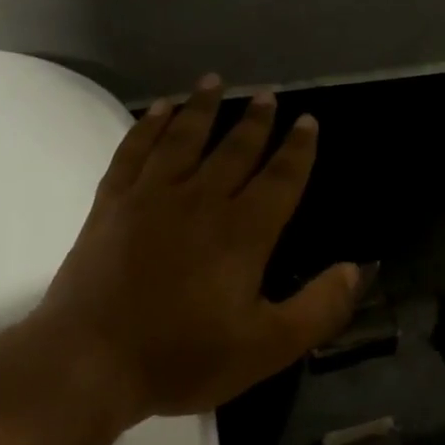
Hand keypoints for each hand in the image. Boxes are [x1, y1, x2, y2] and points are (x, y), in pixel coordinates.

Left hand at [41, 75, 360, 417]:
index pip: (280, 178)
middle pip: (234, 150)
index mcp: (244, 232)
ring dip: (201, 108)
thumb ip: (319, 308)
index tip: (307, 121)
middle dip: (254, 121)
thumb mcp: (268, 346)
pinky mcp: (111, 205)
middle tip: (267, 95)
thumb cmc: (185, 356)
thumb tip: (355, 268)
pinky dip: (147, 127)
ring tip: (214, 82)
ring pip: (183, 139)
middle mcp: (201, 201)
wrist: (89, 362)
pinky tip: (157, 111)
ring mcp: (150, 198)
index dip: (298, 150)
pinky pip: (134, 151)